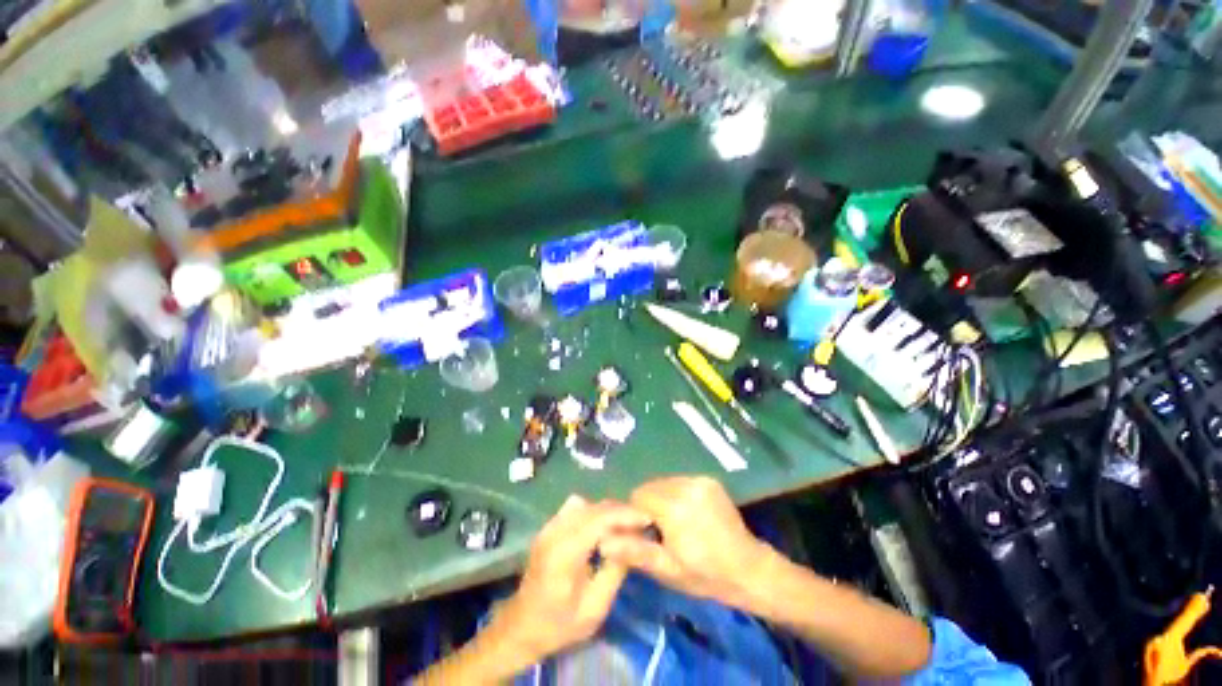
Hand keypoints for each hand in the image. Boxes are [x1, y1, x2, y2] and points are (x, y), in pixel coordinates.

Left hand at [486, 495, 651, 662]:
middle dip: (620, 511)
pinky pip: (575, 508)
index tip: (647, 519)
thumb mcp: (595, 608)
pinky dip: (592, 512)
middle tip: (640, 524)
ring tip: (622, 526)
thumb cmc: (559, 624)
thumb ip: (615, 571)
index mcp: (565, 552)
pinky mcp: (548, 527)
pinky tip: (600, 528)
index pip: (600, 518)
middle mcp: (555, 531)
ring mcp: (549, 526)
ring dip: (606, 511)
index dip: (626, 514)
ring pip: (585, 504)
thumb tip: (633, 542)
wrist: (521, 627)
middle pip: (594, 507)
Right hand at [602, 476, 773, 608]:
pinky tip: (689, 513)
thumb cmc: (705, 574)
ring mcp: (700, 480)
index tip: (647, 533)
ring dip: (663, 498)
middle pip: (651, 486)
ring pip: (665, 482)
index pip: (638, 496)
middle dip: (650, 505)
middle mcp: (686, 486)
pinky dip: (677, 493)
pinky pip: (681, 481)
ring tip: (676, 522)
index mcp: (675, 507)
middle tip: (662, 531)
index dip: (637, 515)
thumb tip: (603, 541)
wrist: (749, 569)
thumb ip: (634, 551)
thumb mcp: (666, 569)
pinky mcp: (709, 480)